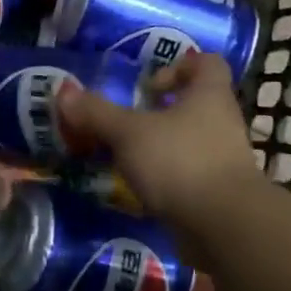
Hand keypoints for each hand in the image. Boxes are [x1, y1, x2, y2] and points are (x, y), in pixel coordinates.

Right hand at [56, 52, 262, 237]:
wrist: (226, 227)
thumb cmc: (181, 161)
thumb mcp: (129, 133)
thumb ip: (97, 113)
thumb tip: (64, 91)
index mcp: (210, 94)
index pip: (207, 63)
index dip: (179, 66)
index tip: (147, 86)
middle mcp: (223, 122)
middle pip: (195, 103)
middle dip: (160, 111)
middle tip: (126, 122)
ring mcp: (224, 160)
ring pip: (190, 141)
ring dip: (160, 146)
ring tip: (126, 157)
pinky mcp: (219, 193)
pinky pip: (189, 174)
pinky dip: (166, 178)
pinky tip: (140, 188)